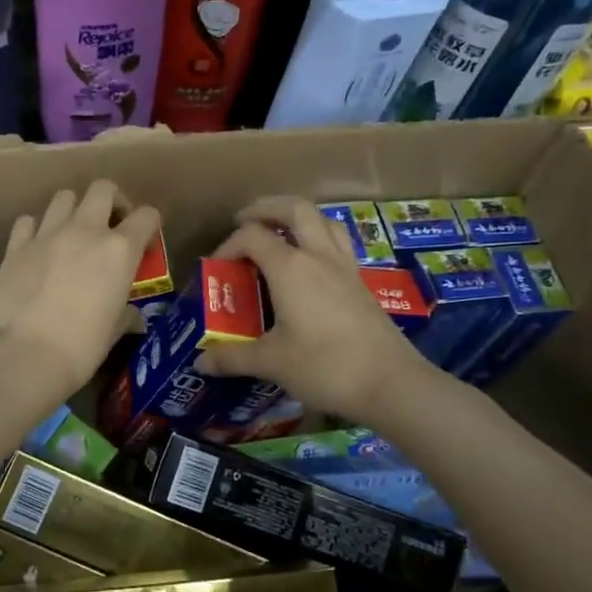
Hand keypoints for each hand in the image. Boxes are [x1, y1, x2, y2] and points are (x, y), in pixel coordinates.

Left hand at [0, 179, 159, 405]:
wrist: (23, 356)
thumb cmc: (80, 349)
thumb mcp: (113, 332)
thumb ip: (125, 314)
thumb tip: (132, 316)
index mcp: (119, 250)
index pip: (147, 215)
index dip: (150, 227)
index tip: (145, 247)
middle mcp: (85, 230)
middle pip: (103, 189)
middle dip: (112, 202)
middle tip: (110, 229)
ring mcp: (46, 234)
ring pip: (64, 197)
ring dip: (73, 211)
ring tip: (72, 236)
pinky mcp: (15, 246)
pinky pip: (28, 221)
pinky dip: (36, 229)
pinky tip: (37, 249)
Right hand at [196, 196, 442, 425]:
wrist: (391, 383)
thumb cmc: (325, 366)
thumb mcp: (271, 362)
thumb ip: (233, 358)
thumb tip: (201, 362)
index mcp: (290, 268)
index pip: (252, 236)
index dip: (228, 245)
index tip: (216, 268)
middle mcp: (318, 257)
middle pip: (295, 209)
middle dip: (267, 208)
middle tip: (246, 220)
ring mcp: (345, 268)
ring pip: (323, 221)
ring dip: (298, 218)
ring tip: (280, 232)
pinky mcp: (361, 283)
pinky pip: (338, 244)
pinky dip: (319, 239)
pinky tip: (311, 265)